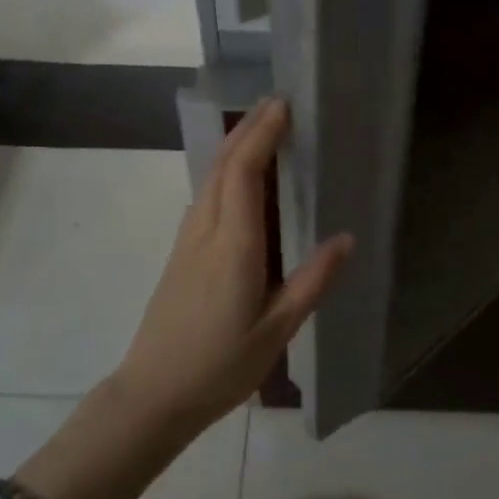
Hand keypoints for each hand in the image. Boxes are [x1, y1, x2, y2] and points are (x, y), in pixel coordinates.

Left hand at [115, 98, 353, 430]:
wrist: (153, 395)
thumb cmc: (220, 367)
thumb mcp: (277, 331)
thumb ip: (311, 281)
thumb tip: (345, 238)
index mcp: (234, 248)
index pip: (244, 173)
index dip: (262, 135)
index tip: (283, 106)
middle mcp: (206, 232)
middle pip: (222, 165)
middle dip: (248, 129)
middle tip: (277, 103)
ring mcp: (187, 241)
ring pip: (209, 178)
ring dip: (234, 146)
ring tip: (263, 128)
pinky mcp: (180, 253)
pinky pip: (205, 196)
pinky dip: (225, 171)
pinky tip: (239, 177)